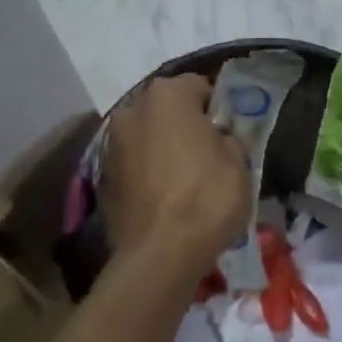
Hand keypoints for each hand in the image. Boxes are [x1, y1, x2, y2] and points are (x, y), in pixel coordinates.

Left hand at [101, 73, 251, 274]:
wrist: (159, 255)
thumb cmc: (207, 198)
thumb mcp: (240, 162)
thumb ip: (228, 137)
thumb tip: (217, 137)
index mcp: (168, 95)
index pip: (200, 86)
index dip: (217, 108)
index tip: (228, 132)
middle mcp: (133, 108)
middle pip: (167, 108)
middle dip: (185, 123)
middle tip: (207, 151)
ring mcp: (111, 142)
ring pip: (147, 134)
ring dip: (163, 145)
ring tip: (184, 176)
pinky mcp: (101, 175)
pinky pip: (133, 162)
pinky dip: (147, 170)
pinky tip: (164, 194)